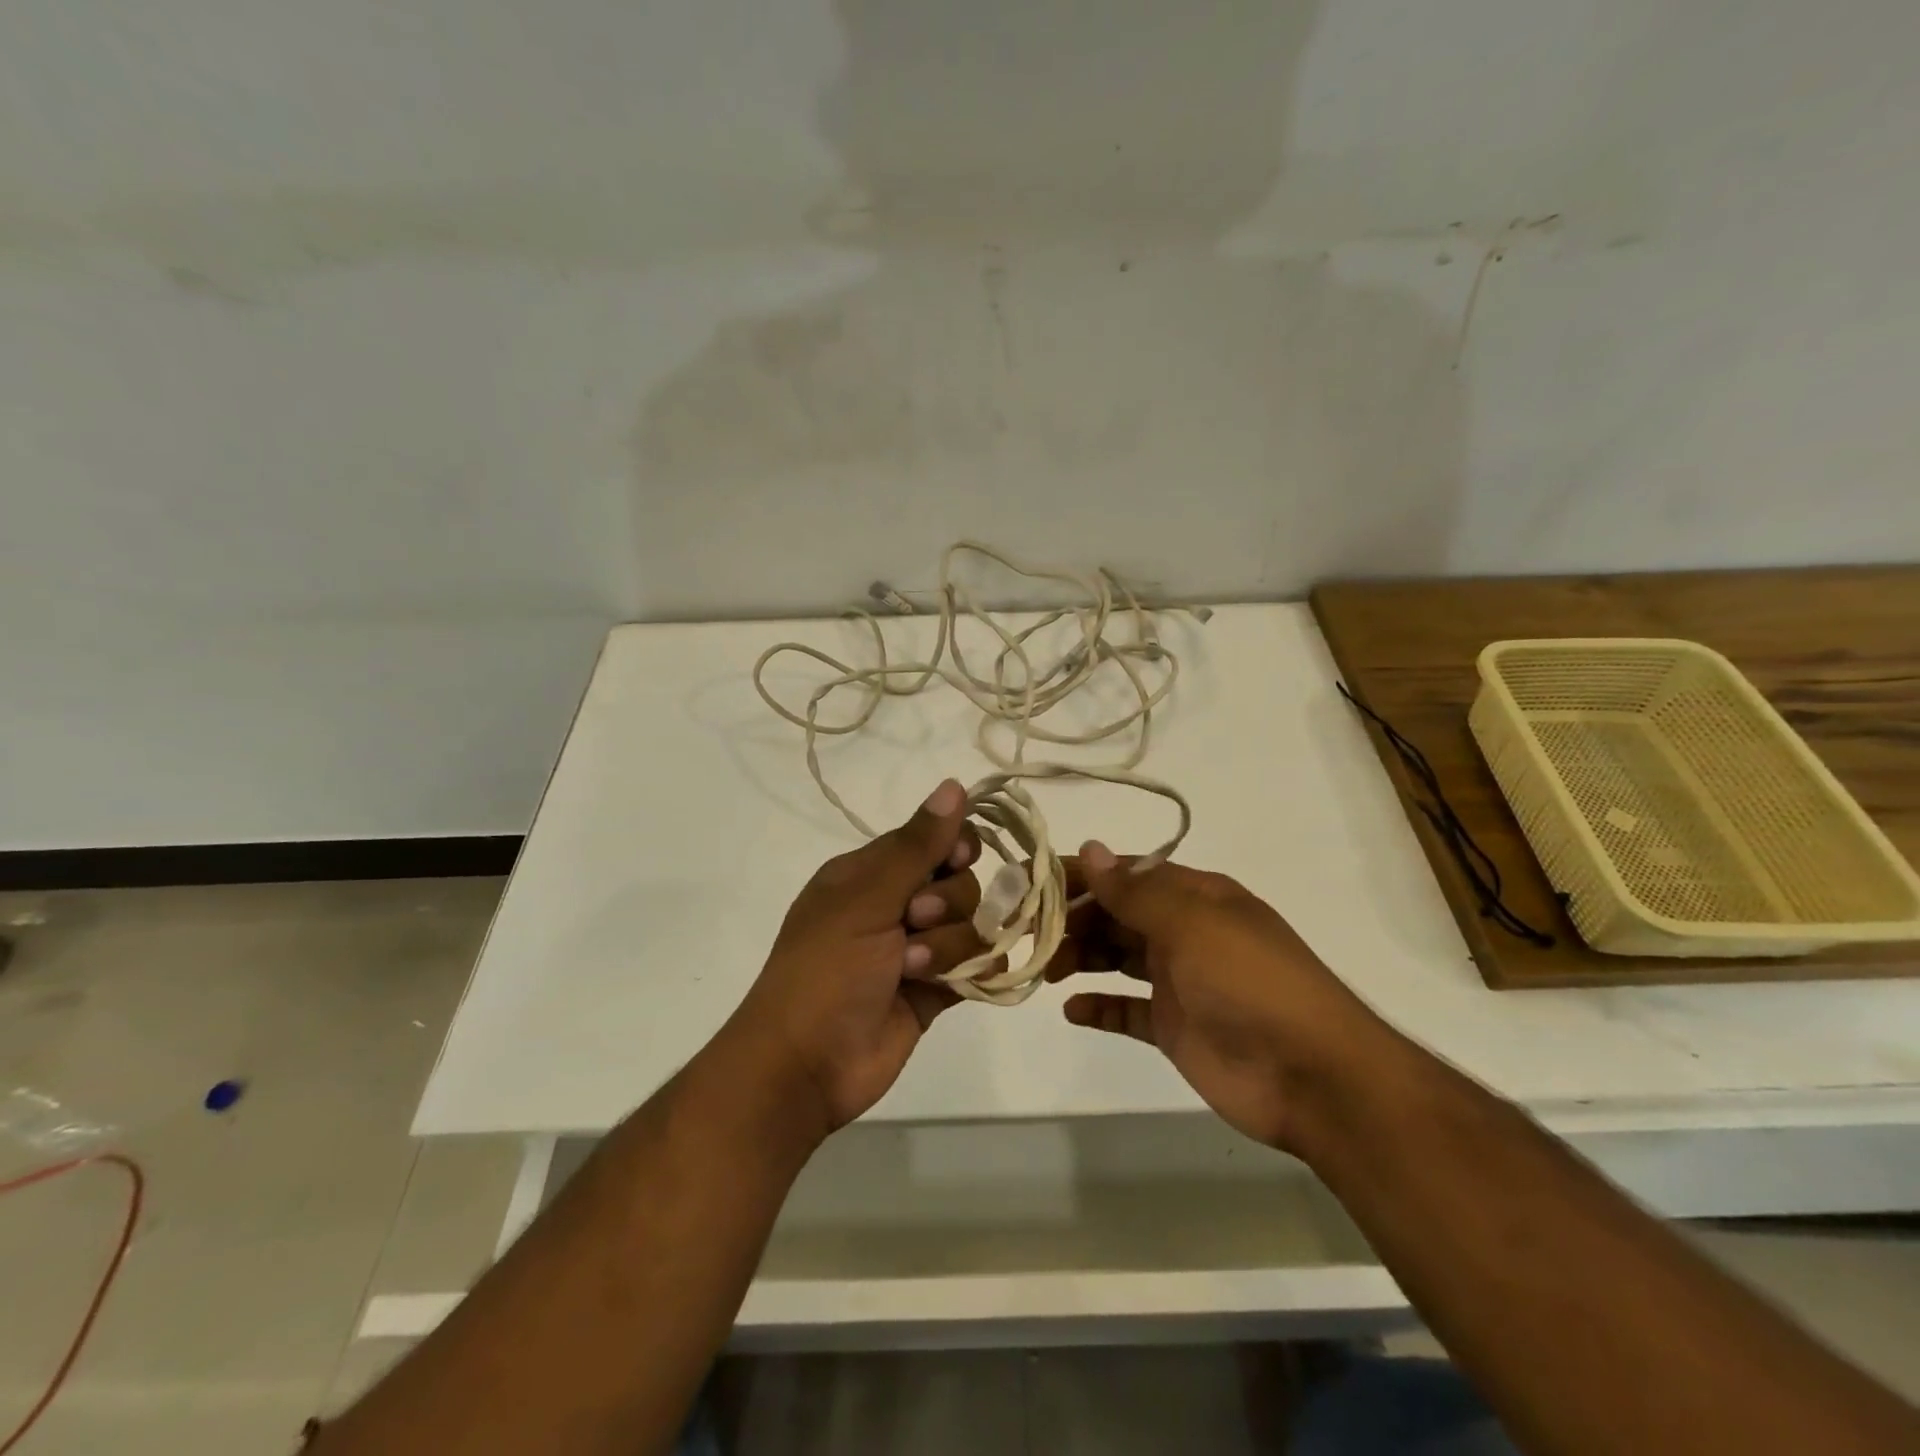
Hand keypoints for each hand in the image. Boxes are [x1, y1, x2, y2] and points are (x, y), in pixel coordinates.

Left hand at [725, 779, 986, 1135]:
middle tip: (913, 922)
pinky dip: (972, 972)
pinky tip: (951, 985)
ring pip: (972, 926)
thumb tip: (954, 784)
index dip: (954, 848)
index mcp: (869, 874)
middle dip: (946, 903)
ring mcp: (917, 949)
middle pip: (960, 882)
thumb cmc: (825, 969)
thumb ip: (917, 846)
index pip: (933, 840)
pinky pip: (977, 966)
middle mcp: (896, 905)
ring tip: (912, 970)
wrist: (806, 1065)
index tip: (955, 860)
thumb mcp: (866, 899)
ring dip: (948, 946)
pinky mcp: (936, 991)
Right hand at [1045, 842, 1396, 1153]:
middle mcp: (1184, 932)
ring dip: (1079, 957)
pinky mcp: (1174, 1027)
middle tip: (1025, 932)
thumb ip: (1136, 891)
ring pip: (1116, 958)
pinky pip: (1127, 1010)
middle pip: (1116, 915)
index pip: (1126, 875)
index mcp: (1195, 897)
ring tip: (1043, 967)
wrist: (1312, 1076)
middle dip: (1072, 919)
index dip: (1079, 875)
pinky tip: (1071, 1009)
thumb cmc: (1250, 983)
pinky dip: (1100, 1006)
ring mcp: (1179, 981)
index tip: (1030, 881)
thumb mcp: (1193, 925)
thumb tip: (1091, 849)